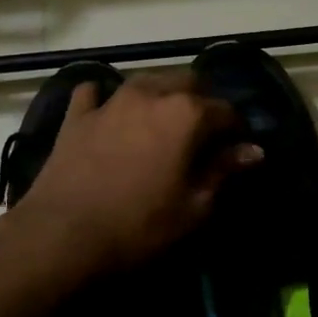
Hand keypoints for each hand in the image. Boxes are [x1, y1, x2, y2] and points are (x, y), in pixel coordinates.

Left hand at [14, 72, 261, 272]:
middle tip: (202, 136)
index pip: (226, 111)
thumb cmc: (139, 226)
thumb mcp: (194, 207)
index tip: (237, 151)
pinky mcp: (76, 115)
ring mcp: (110, 100)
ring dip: (160, 95)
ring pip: (145, 81)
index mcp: (186, 113)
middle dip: (202, 102)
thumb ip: (223, 171)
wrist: (62, 235)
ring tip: (161, 123)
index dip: (236, 131)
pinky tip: (107, 114)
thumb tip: (254, 151)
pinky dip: (105, 99)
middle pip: (188, 82)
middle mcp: (151, 94)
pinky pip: (94, 93)